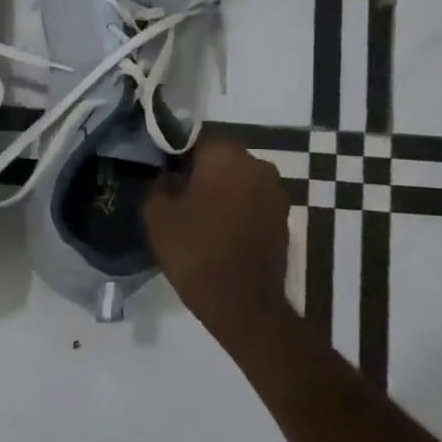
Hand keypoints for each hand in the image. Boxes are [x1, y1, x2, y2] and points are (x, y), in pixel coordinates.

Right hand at [145, 136, 291, 332]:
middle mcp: (257, 165)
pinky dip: (237, 209)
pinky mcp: (284, 219)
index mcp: (225, 156)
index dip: (177, 153)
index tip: (163, 171)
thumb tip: (170, 177)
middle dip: (201, 171)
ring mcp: (276, 193)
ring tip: (198, 214)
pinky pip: (253, 202)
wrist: (242, 302)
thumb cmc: (195, 251)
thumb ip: (160, 185)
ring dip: (222, 191)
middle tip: (178, 193)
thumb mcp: (157, 215)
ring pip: (239, 180)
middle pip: (222, 158)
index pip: (197, 138)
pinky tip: (219, 230)